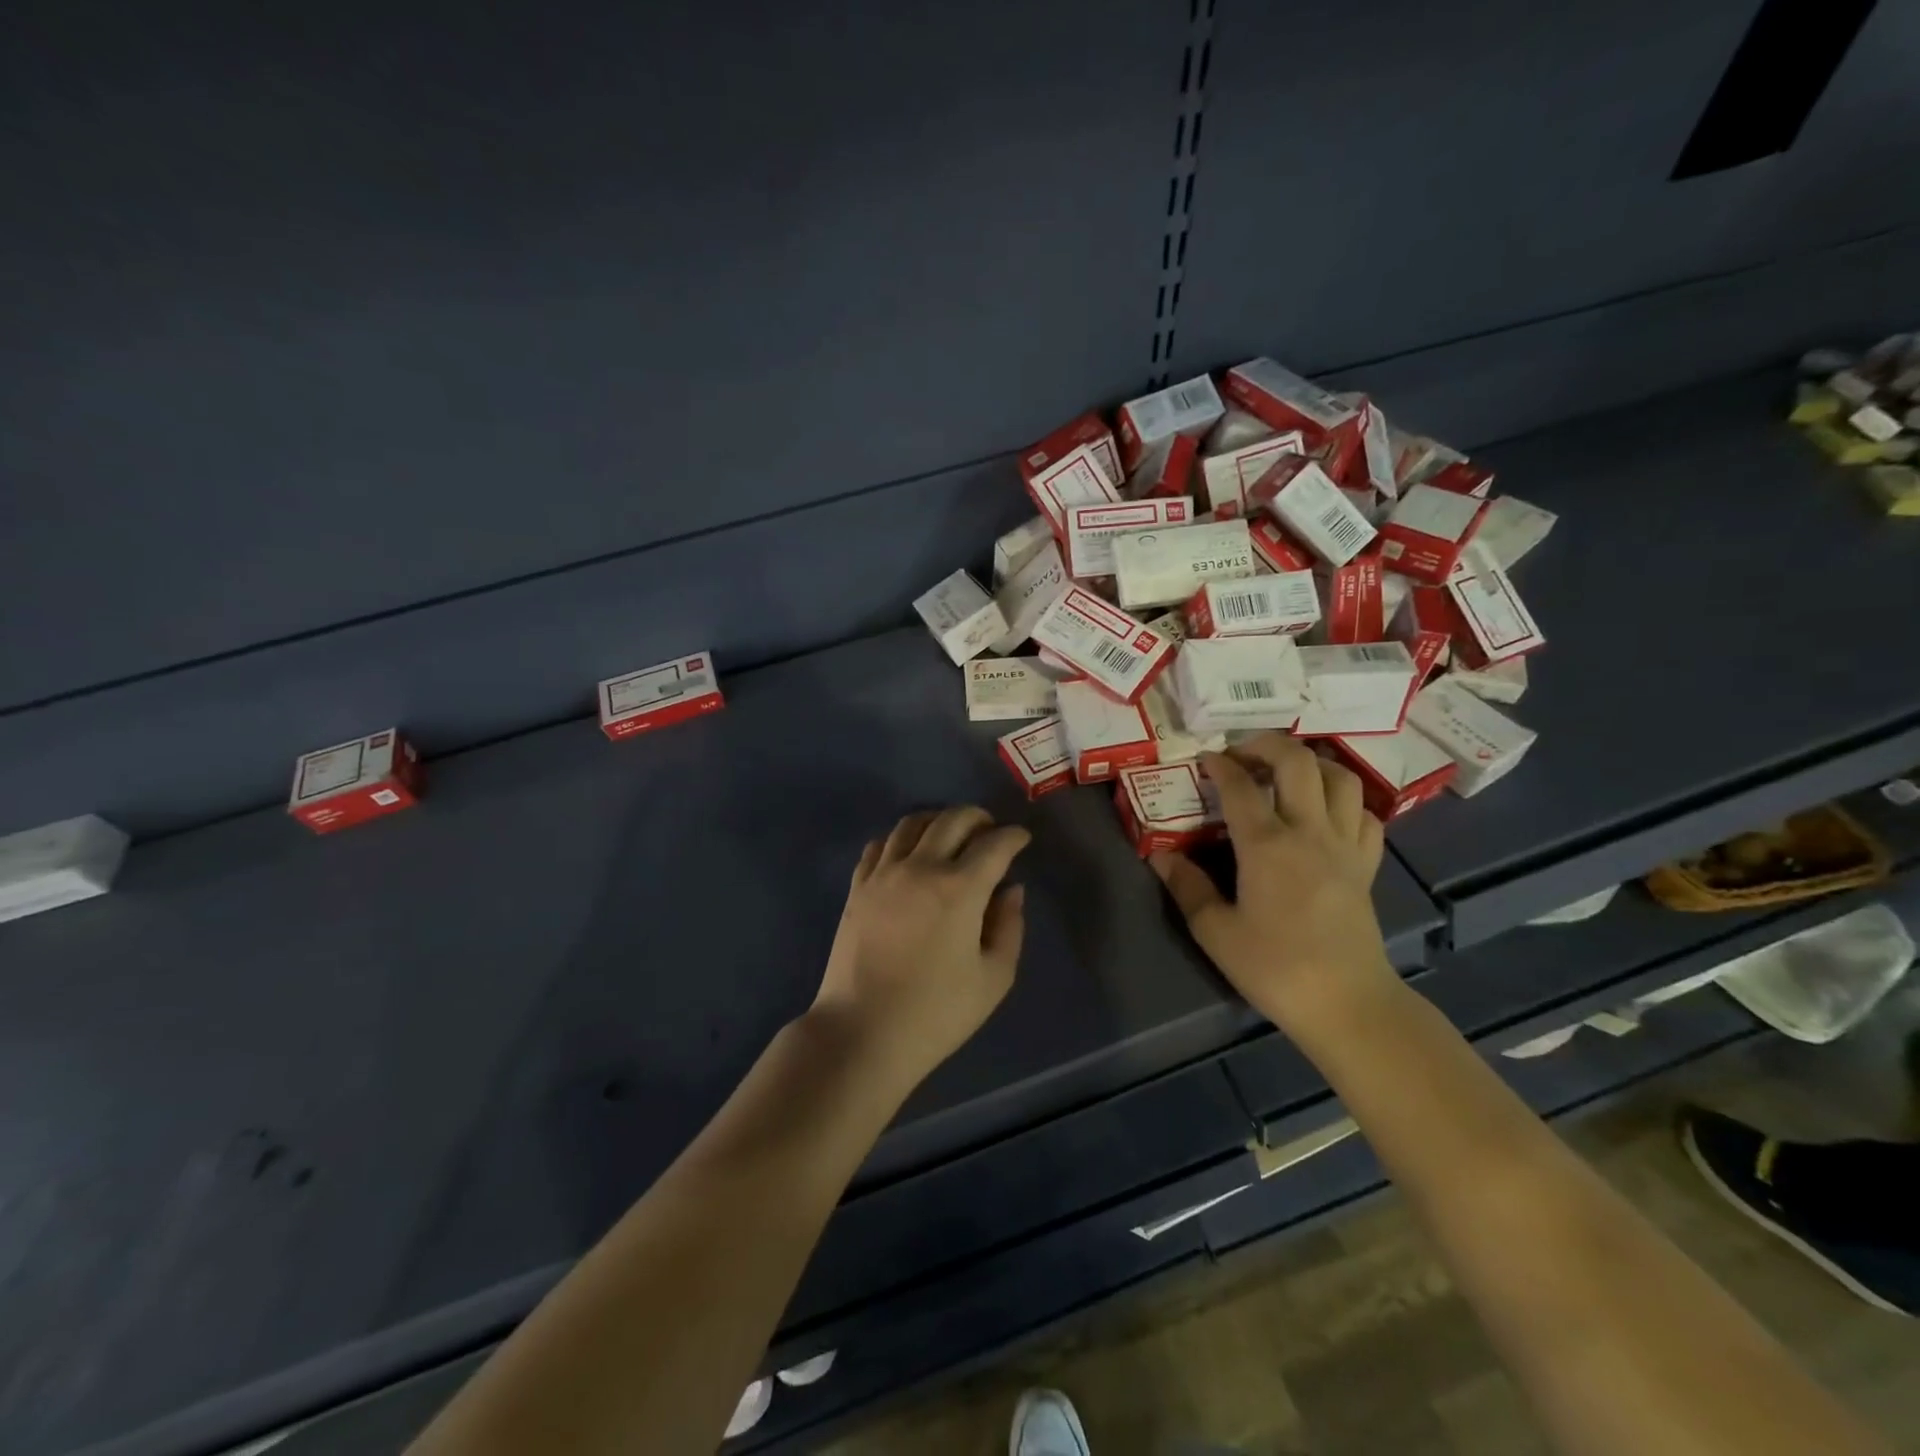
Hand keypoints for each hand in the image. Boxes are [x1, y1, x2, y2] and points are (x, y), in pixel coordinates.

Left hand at [811, 807, 1029, 1093]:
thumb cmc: (936, 1013)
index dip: (1014, 836)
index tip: (1022, 839)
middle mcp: (921, 868)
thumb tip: (1010, 891)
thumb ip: (1009, 927)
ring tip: (950, 835)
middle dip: (978, 817)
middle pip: (952, 819)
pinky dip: (900, 839)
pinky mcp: (857, 887)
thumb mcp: (993, 979)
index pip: (994, 844)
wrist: (862, 1032)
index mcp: (960, 889)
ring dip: (938, 820)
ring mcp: (884, 874)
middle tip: (990, 831)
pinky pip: (879, 845)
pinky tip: (908, 854)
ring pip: (912, 823)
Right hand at [1150, 733, 1396, 1029]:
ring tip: (1286, 771)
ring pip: (1341, 779)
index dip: (1219, 765)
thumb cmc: (1275, 967)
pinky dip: (1346, 801)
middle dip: (1267, 744)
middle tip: (1243, 752)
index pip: (1240, 787)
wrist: (1347, 1004)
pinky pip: (1366, 815)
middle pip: (1298, 762)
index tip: (1203, 759)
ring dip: (1312, 763)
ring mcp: (1345, 846)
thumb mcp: (1215, 932)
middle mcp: (1309, 832)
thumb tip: (1160, 856)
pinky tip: (1326, 812)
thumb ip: (1187, 887)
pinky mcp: (1366, 866)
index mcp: (1267, 846)